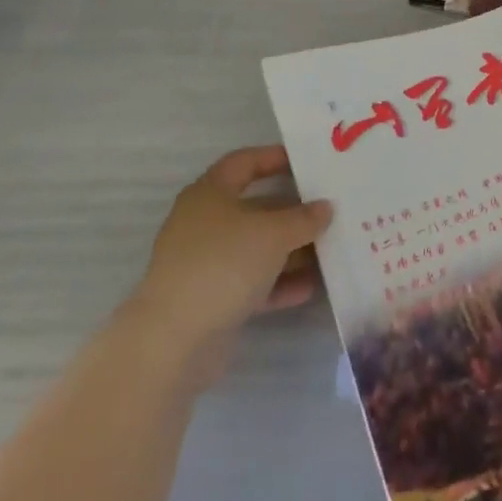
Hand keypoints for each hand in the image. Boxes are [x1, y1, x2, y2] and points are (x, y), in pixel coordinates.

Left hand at [125, 146, 331, 368]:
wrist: (172, 343)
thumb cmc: (223, 264)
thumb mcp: (274, 233)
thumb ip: (304, 218)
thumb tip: (325, 208)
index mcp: (210, 194)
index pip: (244, 162)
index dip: (275, 158)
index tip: (308, 162)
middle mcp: (204, 224)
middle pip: (255, 208)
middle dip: (292, 211)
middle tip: (329, 210)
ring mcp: (205, 264)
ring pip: (255, 248)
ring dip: (290, 251)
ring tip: (328, 251)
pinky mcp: (209, 300)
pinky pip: (251, 283)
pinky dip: (278, 284)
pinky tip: (309, 288)